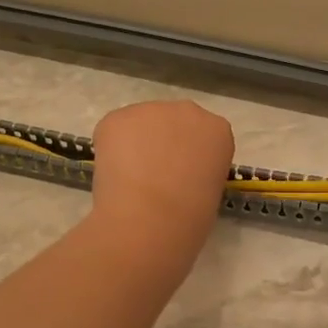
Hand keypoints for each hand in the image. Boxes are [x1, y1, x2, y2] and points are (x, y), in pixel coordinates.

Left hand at [89, 100, 235, 242]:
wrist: (151, 218)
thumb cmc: (190, 217)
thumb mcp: (211, 193)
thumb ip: (199, 173)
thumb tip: (179, 178)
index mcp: (217, 130)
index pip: (205, 136)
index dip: (190, 157)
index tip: (184, 177)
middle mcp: (188, 111)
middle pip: (173, 122)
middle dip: (164, 143)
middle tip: (155, 177)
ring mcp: (150, 110)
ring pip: (141, 125)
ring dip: (136, 145)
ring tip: (130, 180)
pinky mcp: (118, 117)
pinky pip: (113, 131)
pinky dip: (110, 150)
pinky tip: (113, 175)